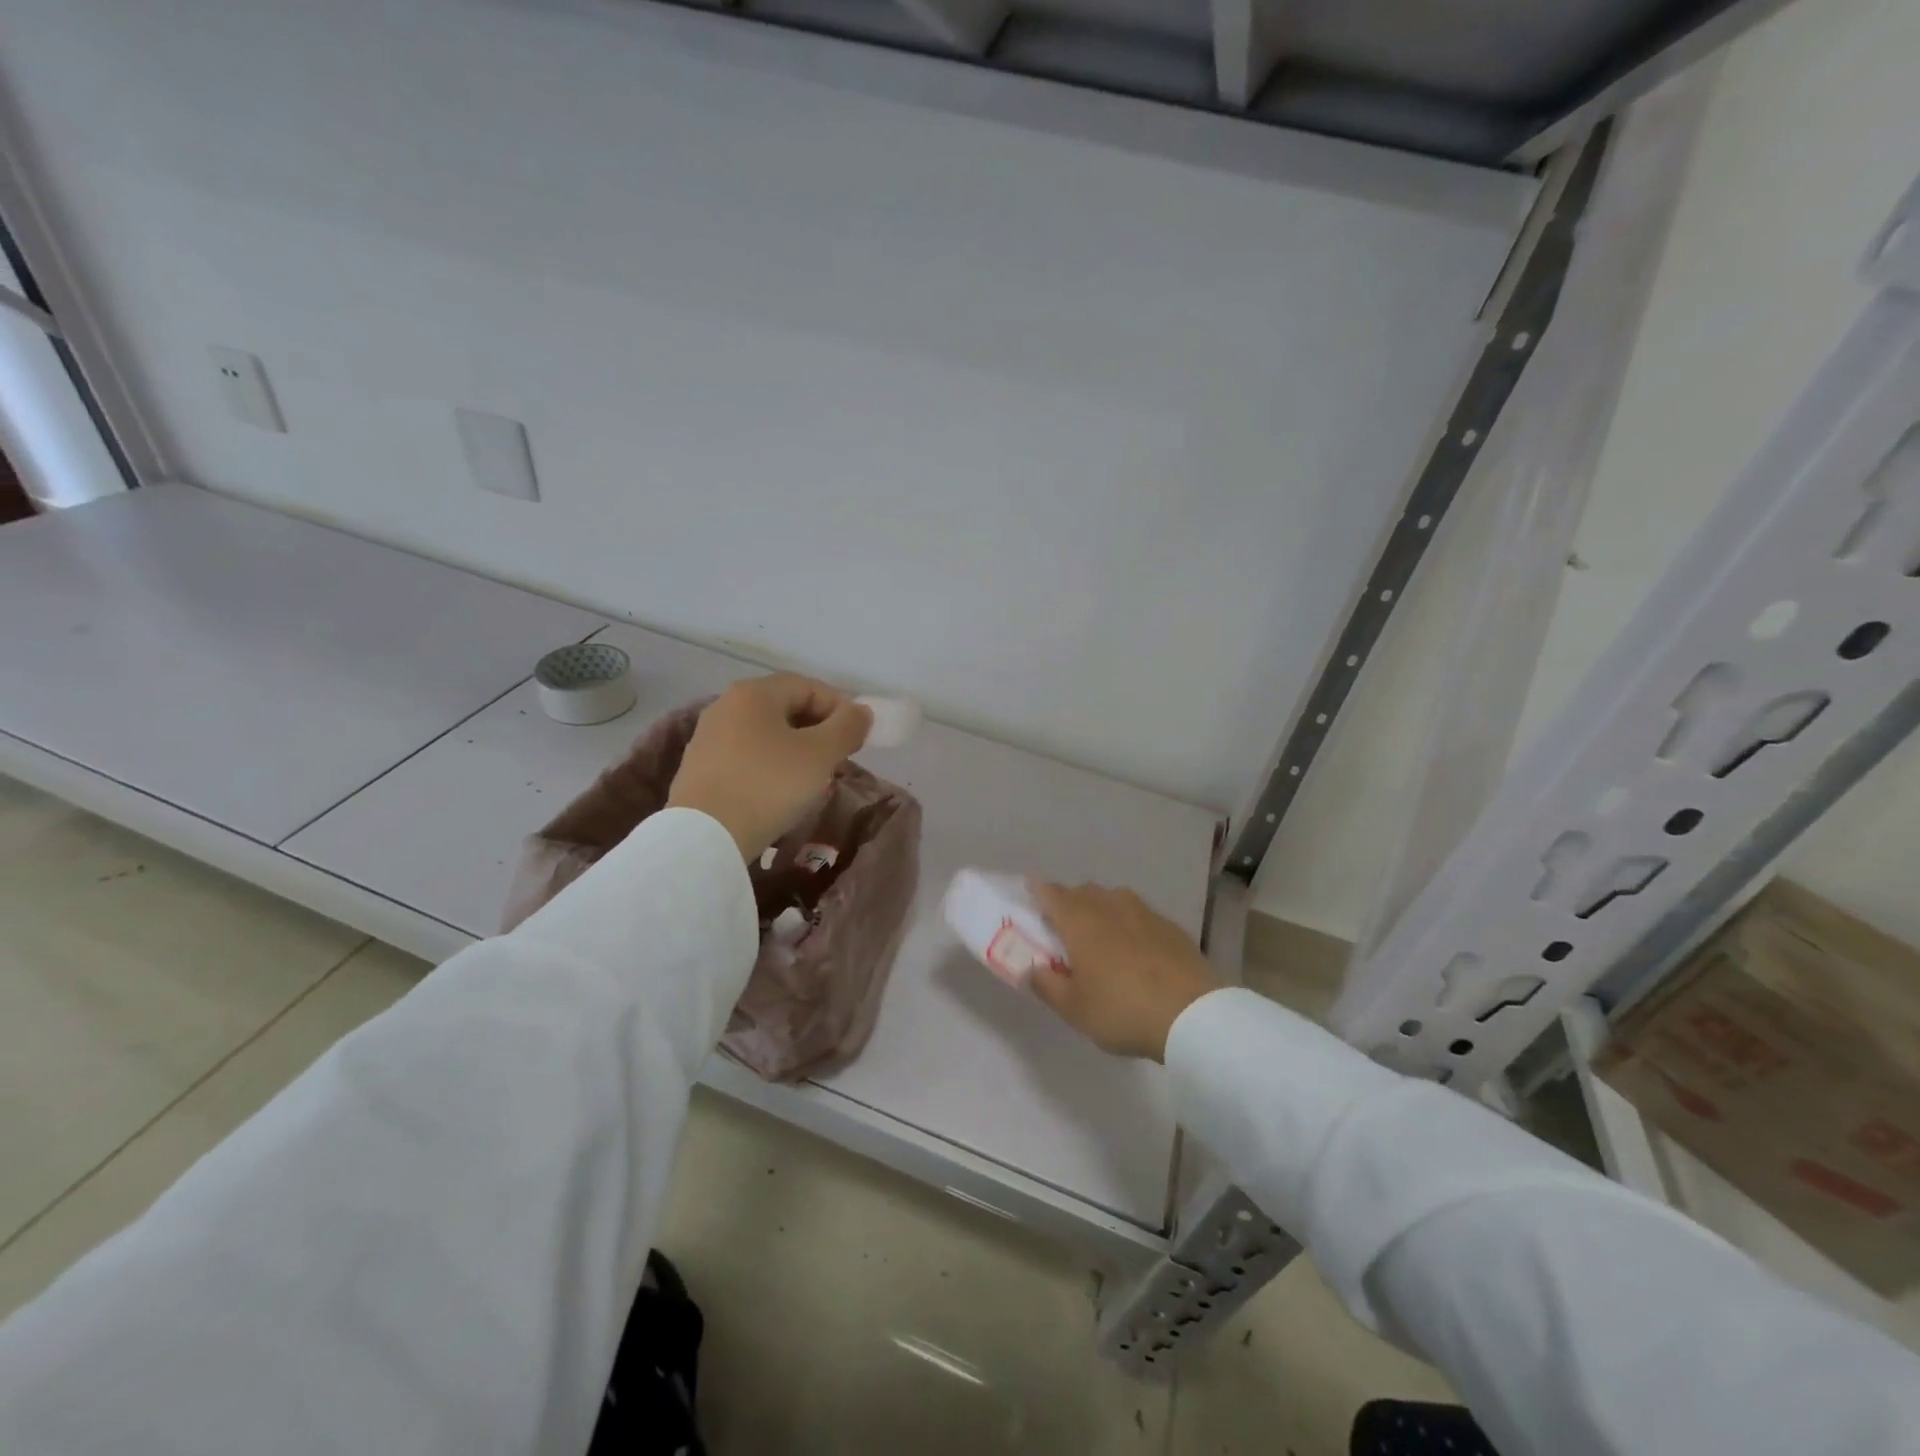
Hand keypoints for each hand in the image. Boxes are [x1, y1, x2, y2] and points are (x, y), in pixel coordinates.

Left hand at [667, 674, 871, 860]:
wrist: (705, 837)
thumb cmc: (769, 785)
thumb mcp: (820, 755)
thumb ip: (847, 727)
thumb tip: (861, 712)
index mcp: (754, 693)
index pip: (809, 686)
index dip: (840, 708)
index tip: (858, 738)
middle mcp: (726, 705)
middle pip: (785, 708)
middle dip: (819, 730)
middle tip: (839, 758)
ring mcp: (708, 737)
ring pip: (766, 734)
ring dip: (796, 750)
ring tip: (814, 779)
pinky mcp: (699, 769)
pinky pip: (747, 757)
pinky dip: (770, 767)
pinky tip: (780, 793)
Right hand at [1029, 883, 1219, 1061]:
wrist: (1192, 1013)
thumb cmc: (1121, 1008)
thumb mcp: (1073, 1008)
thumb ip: (1046, 984)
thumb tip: (1029, 968)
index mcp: (1078, 919)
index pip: (1050, 893)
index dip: (1037, 893)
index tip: (1030, 898)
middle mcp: (1108, 904)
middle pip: (1081, 892)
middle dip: (1069, 904)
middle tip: (1063, 928)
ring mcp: (1143, 911)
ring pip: (1112, 900)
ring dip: (1100, 911)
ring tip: (1100, 938)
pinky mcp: (1169, 925)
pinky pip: (1138, 915)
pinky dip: (1128, 925)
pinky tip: (1134, 950)